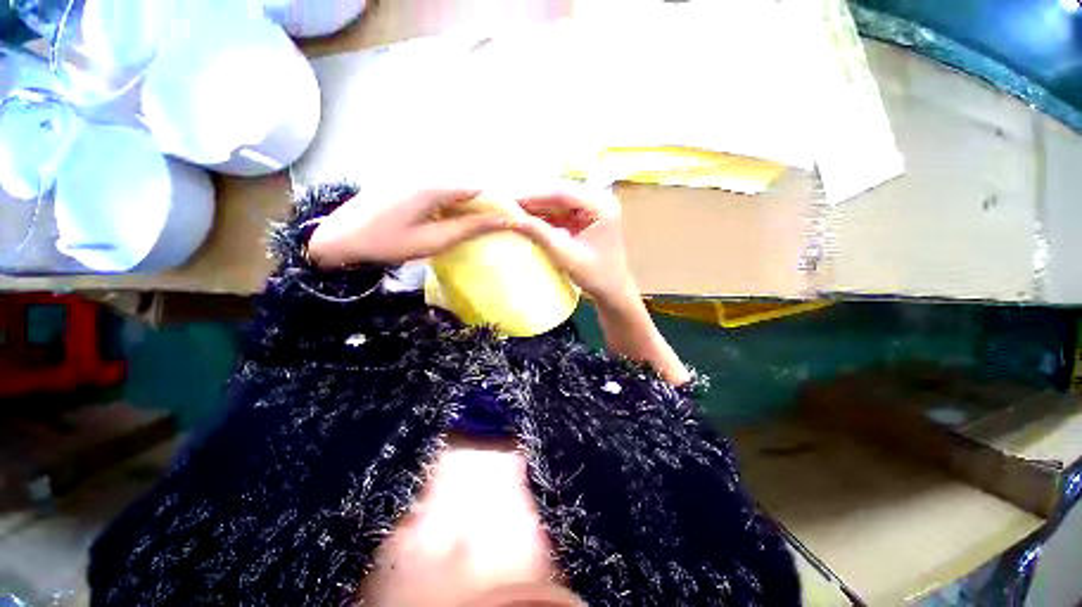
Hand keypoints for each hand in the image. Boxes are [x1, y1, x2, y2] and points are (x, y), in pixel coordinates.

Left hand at [307, 188, 511, 267]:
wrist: (337, 239)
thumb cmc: (387, 243)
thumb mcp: (433, 240)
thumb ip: (469, 228)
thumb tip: (502, 220)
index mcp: (434, 186)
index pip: (478, 188)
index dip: (496, 203)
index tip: (509, 219)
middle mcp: (425, 174)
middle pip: (466, 185)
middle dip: (483, 205)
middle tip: (494, 226)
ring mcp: (413, 176)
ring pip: (453, 188)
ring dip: (468, 206)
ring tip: (477, 226)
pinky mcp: (405, 184)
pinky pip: (438, 191)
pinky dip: (451, 205)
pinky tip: (451, 220)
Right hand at [512, 184, 636, 306]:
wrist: (611, 288)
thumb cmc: (595, 274)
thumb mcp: (565, 255)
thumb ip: (540, 233)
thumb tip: (512, 218)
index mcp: (602, 205)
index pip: (563, 194)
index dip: (534, 197)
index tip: (510, 200)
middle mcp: (599, 199)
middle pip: (560, 194)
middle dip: (534, 201)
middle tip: (508, 204)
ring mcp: (593, 206)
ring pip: (558, 201)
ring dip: (537, 207)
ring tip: (513, 211)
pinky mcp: (586, 215)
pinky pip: (561, 211)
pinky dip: (545, 216)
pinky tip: (528, 219)